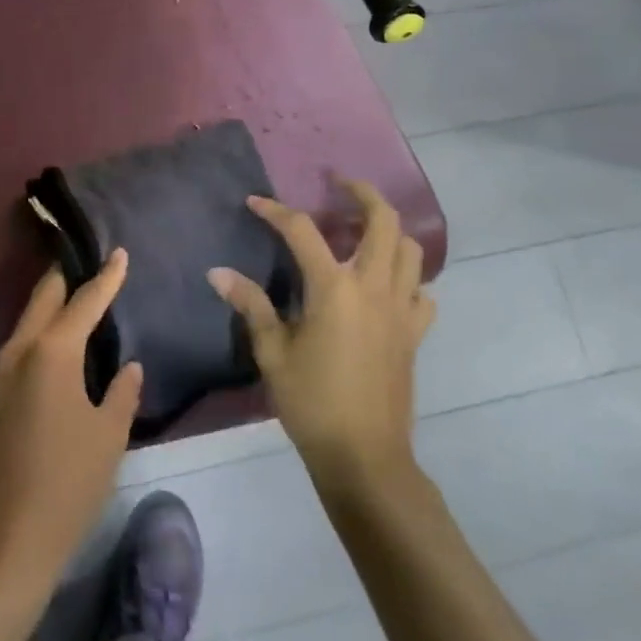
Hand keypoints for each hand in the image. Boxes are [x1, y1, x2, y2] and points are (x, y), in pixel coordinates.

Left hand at [0, 251, 143, 592]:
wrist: (1, 547)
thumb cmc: (68, 487)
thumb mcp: (108, 438)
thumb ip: (121, 393)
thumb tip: (128, 368)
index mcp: (51, 354)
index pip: (84, 302)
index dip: (105, 277)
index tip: (117, 253)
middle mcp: (12, 353)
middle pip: (40, 301)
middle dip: (63, 281)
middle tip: (81, 266)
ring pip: (19, 336)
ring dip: (43, 328)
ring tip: (66, 334)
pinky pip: (3, 370)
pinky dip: (24, 365)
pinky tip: (36, 391)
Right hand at [210, 181, 434, 483]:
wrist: (365, 457)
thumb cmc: (312, 402)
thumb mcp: (272, 353)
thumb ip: (250, 305)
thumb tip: (218, 272)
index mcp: (334, 288)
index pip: (302, 231)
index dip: (276, 211)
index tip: (254, 202)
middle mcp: (373, 287)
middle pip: (382, 220)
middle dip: (361, 192)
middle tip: (338, 184)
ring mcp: (401, 309)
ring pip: (410, 250)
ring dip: (388, 230)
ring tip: (362, 230)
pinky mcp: (415, 334)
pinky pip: (422, 292)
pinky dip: (407, 278)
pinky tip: (386, 286)